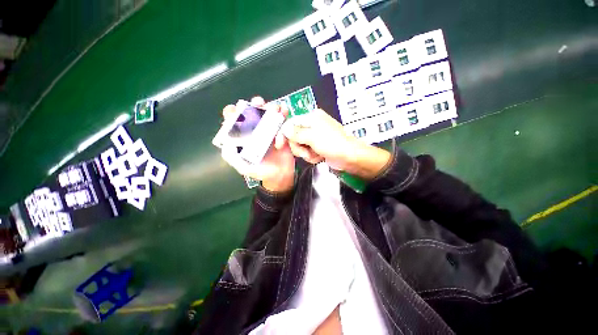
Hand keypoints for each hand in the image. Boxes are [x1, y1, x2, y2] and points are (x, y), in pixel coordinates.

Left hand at [221, 97, 294, 192]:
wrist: (281, 176)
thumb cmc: (261, 172)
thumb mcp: (244, 167)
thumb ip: (232, 157)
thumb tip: (226, 143)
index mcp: (243, 138)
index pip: (235, 122)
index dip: (234, 113)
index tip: (238, 108)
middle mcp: (255, 132)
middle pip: (253, 114)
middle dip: (255, 105)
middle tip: (259, 103)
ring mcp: (269, 131)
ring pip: (268, 115)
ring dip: (270, 108)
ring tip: (275, 107)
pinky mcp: (281, 133)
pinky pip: (281, 122)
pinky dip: (283, 115)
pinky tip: (285, 111)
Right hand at [279, 108, 390, 180]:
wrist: (350, 157)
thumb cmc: (332, 144)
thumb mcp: (312, 137)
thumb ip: (296, 133)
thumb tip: (284, 129)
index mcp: (311, 118)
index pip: (291, 123)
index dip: (284, 134)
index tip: (280, 145)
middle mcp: (312, 126)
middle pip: (294, 136)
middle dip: (299, 147)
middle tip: (306, 152)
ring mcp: (315, 137)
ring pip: (300, 146)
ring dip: (306, 153)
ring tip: (316, 155)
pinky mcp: (318, 147)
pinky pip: (308, 152)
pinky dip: (312, 156)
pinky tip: (319, 157)